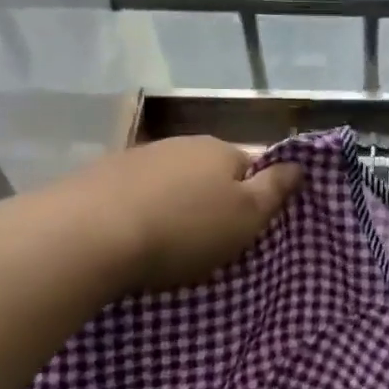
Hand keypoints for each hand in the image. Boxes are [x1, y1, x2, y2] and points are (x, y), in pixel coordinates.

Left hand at [80, 136, 303, 293]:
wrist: (89, 236)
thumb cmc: (183, 229)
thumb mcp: (246, 216)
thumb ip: (274, 190)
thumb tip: (299, 165)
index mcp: (219, 150)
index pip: (250, 167)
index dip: (252, 197)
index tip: (244, 229)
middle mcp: (179, 144)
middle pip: (207, 173)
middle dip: (210, 201)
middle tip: (207, 241)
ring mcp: (135, 157)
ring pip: (169, 182)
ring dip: (172, 205)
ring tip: (165, 244)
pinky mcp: (98, 177)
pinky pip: (133, 194)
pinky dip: (138, 211)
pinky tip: (130, 237)